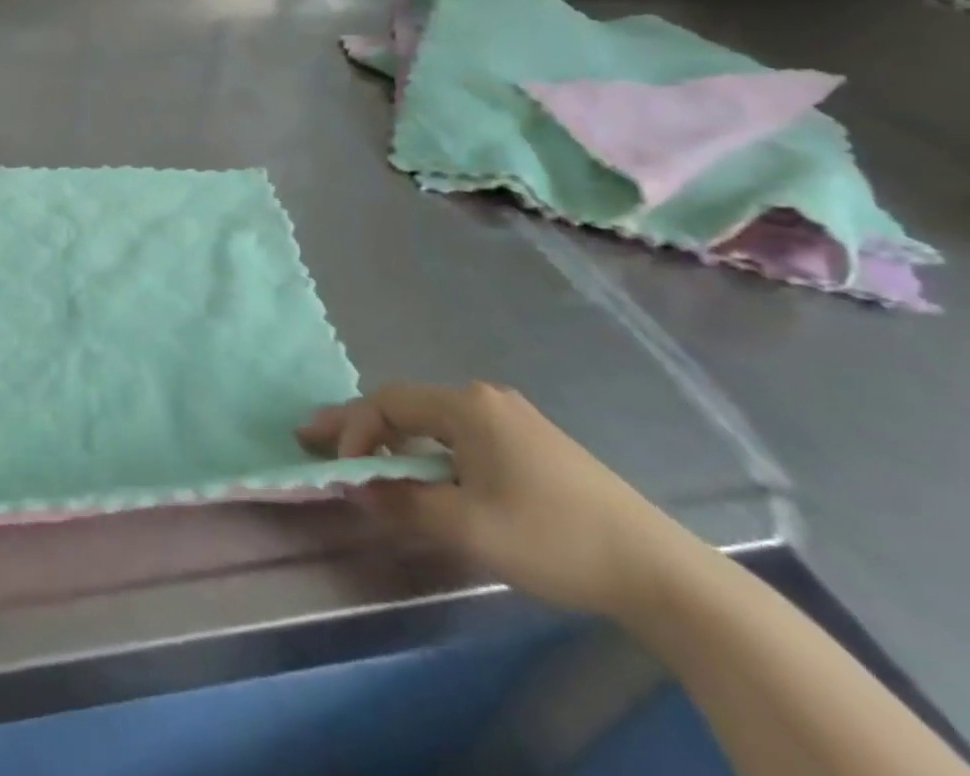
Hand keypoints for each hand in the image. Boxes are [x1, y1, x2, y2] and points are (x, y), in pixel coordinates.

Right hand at [298, 382, 704, 617]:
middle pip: (405, 406)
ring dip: (391, 440)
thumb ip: (402, 504)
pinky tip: (420, 472)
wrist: (662, 572)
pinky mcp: (532, 446)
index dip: (354, 431)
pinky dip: (425, 451)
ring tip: (359, 458)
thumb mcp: (468, 528)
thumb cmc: (554, 538)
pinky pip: (459, 438)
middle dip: (358, 426)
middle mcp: (484, 400)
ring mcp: (511, 421)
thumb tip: (354, 489)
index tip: (337, 469)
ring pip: (431, 423)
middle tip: (310, 436)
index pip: (388, 404)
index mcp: (467, 406)